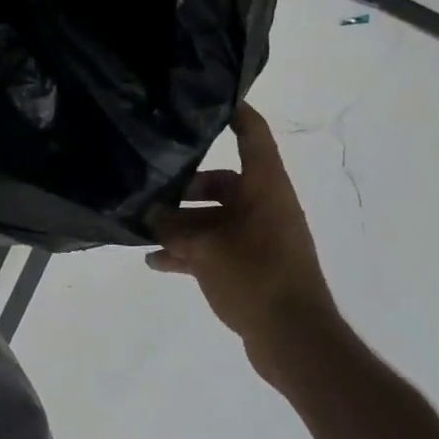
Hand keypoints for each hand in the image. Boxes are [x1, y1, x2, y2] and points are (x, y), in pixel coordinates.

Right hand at [148, 102, 344, 384]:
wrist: (295, 341)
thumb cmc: (257, 279)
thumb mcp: (205, 250)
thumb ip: (172, 228)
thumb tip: (148, 215)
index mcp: (265, 189)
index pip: (252, 135)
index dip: (234, 112)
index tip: (205, 98)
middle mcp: (264, 206)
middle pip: (221, 180)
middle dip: (184, 185)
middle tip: (149, 187)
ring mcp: (258, 237)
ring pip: (213, 216)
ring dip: (181, 222)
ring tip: (143, 227)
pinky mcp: (250, 265)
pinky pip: (214, 246)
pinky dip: (188, 250)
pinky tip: (154, 261)